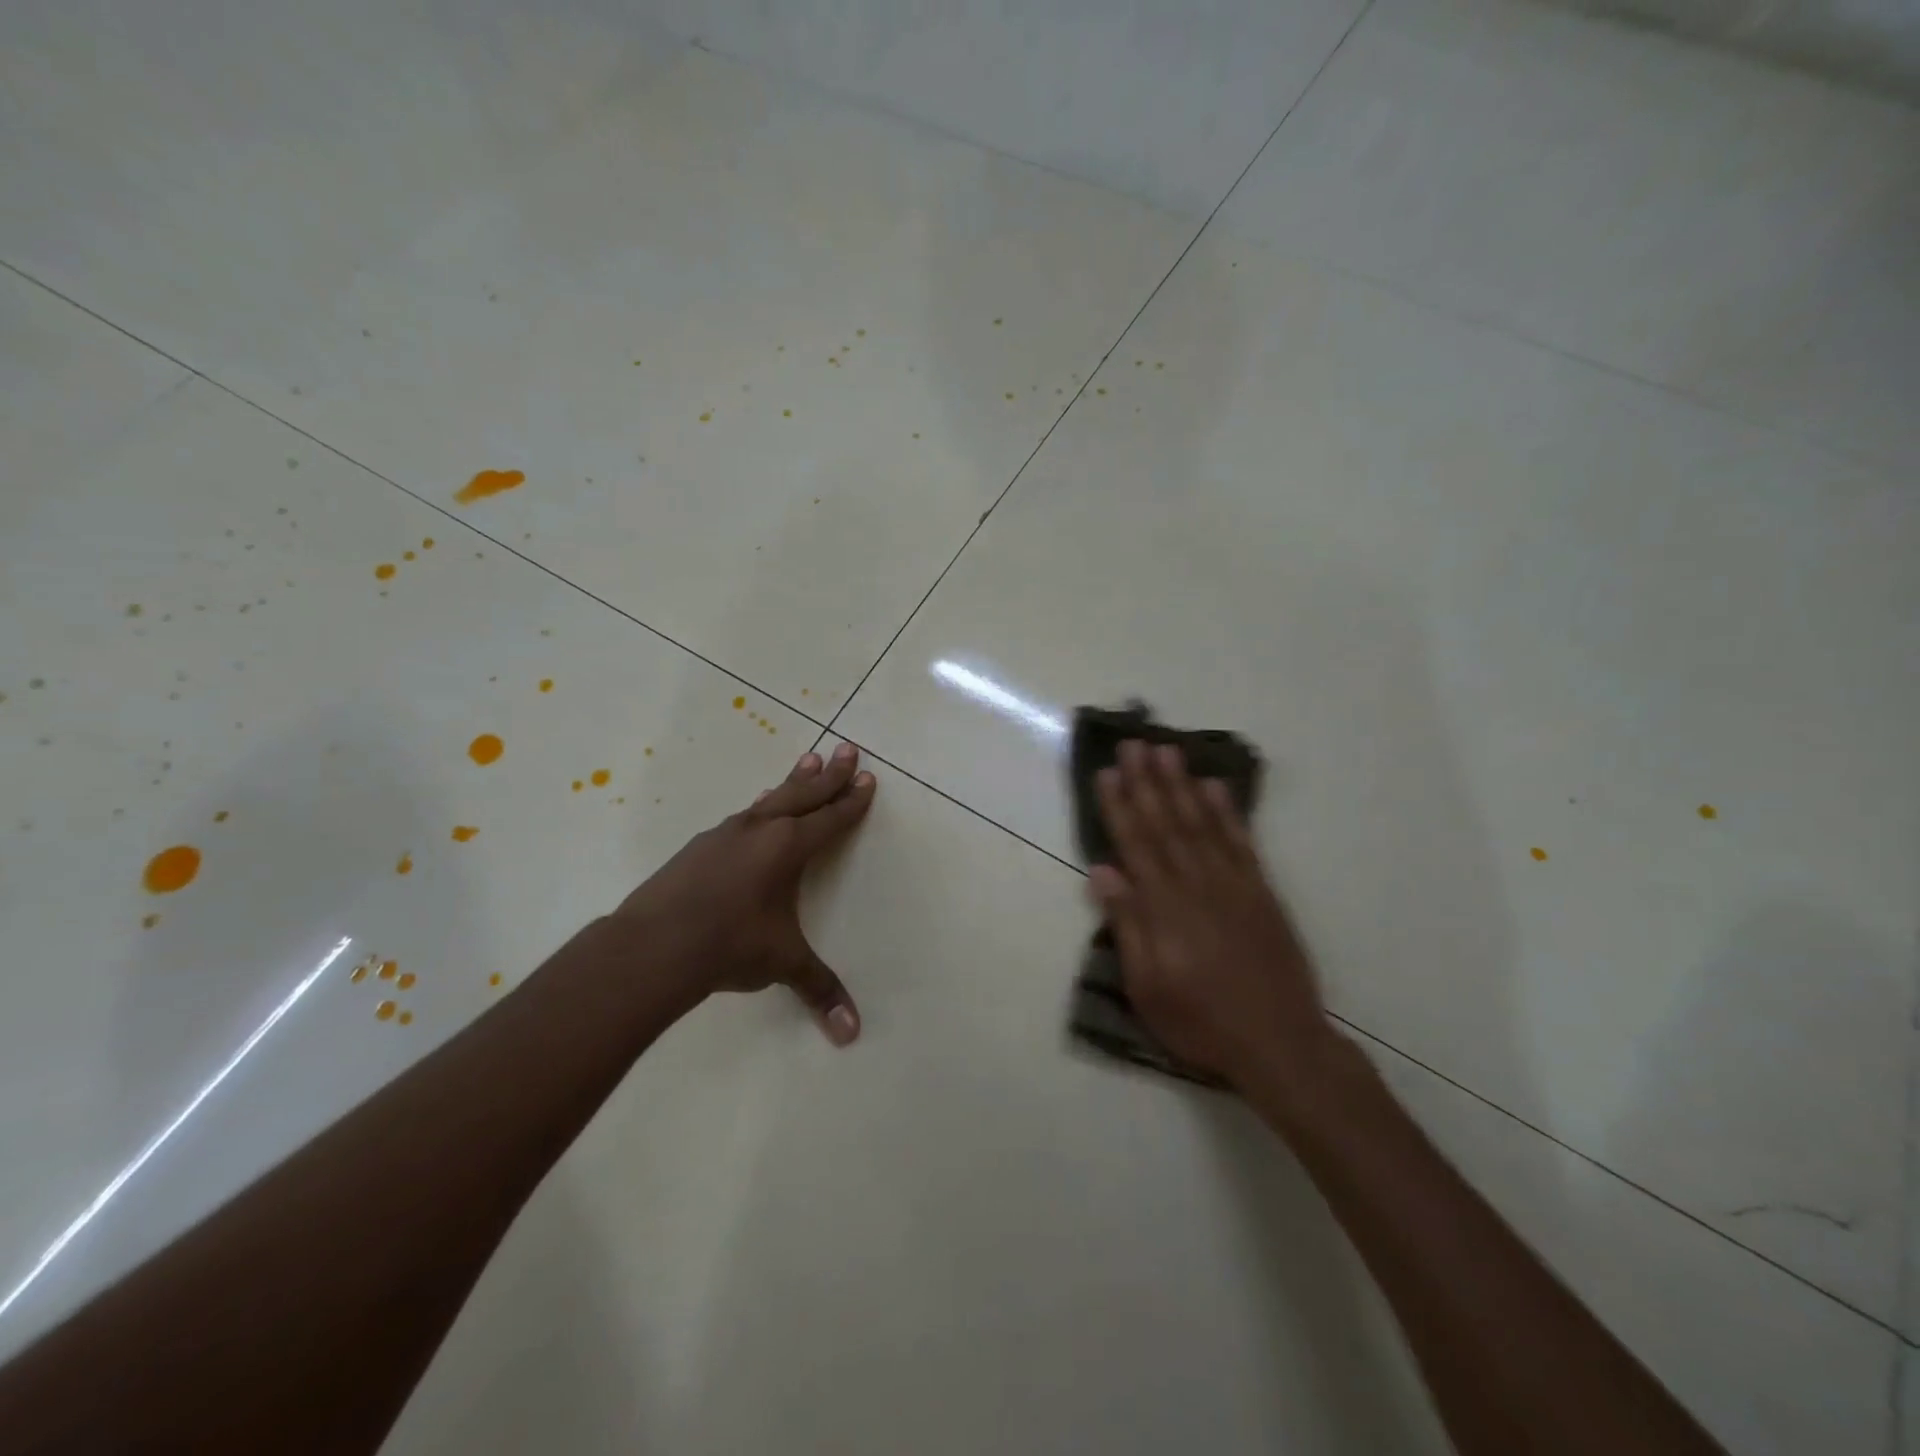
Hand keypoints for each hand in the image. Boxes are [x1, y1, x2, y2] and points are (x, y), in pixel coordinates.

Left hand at [613, 742, 876, 1044]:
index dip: (852, 800)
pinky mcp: (700, 846)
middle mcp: (760, 830)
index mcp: (788, 848)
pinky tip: (756, 808)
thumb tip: (851, 1034)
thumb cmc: (729, 946)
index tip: (869, 779)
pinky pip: (743, 816)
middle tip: (848, 748)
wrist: (653, 945)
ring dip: (793, 781)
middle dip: (831, 773)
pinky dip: (760, 806)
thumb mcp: (782, 963)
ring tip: (808, 760)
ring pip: (770, 799)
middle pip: (804, 793)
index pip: (830, 818)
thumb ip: (818, 989)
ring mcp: (726, 833)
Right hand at [1088, 740, 1335, 1089]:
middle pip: (1166, 823)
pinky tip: (1215, 787)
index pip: (1135, 844)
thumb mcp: (1147, 986)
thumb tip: (1102, 871)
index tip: (1107, 772)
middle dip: (1147, 781)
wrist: (1279, 1043)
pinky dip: (1228, 812)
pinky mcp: (1262, 891)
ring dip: (1182, 785)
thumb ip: (1127, 925)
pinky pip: (1242, 842)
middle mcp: (1197, 883)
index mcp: (1164, 907)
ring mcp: (1234, 884)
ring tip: (1168, 751)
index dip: (1119, 806)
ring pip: (1202, 823)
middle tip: (1134, 743)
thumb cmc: (1201, 1021)